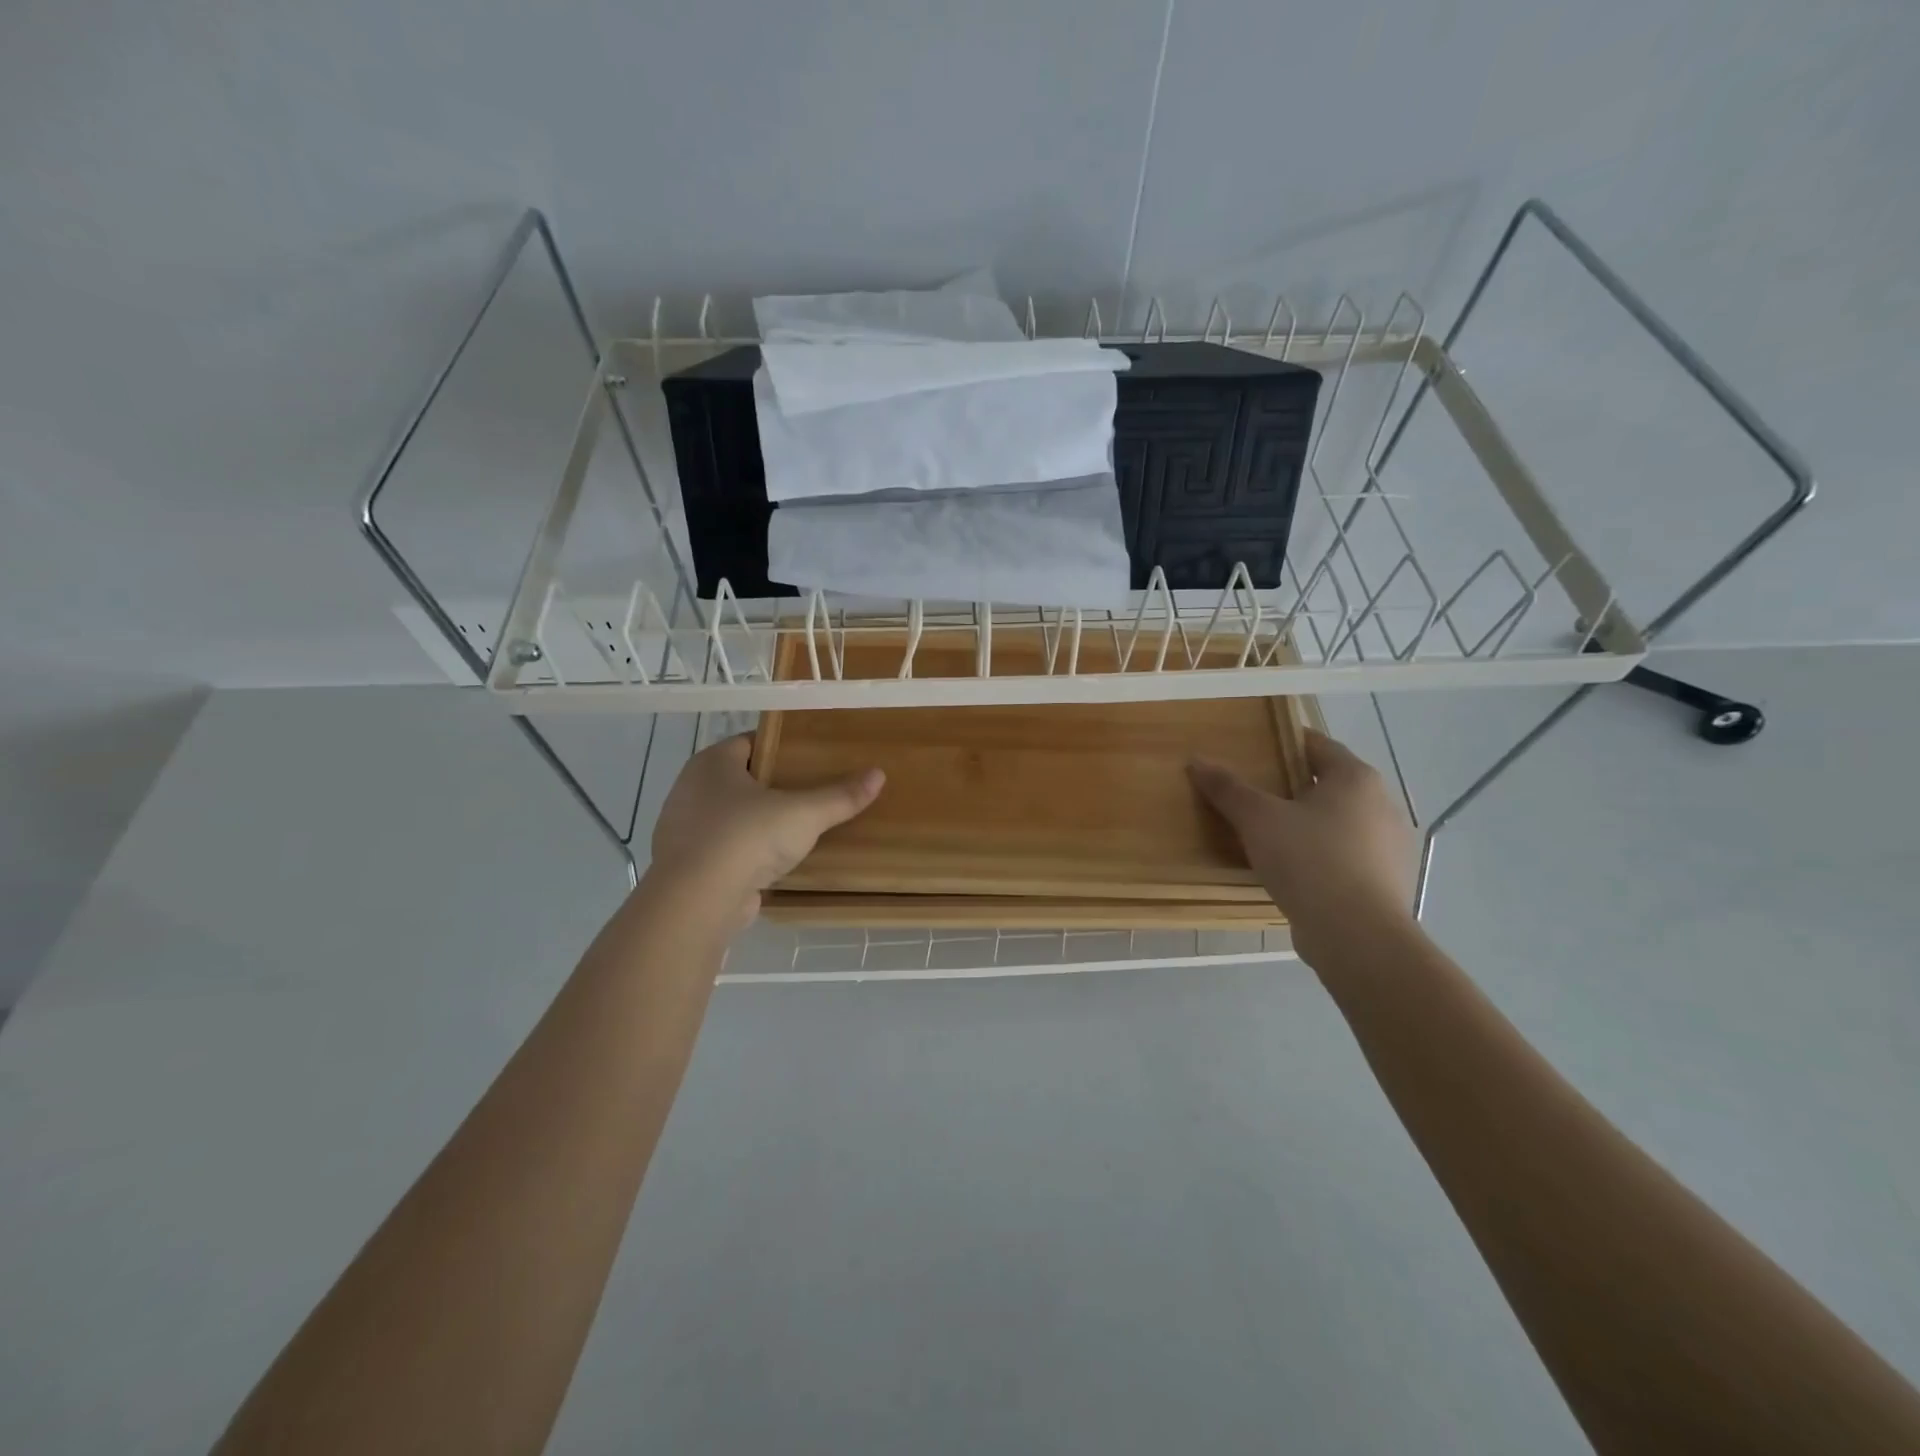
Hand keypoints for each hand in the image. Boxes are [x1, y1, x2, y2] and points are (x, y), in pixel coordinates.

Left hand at [648, 735, 883, 923]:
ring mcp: (683, 828)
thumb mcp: (804, 813)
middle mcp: (691, 788)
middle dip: (772, 785)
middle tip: (811, 791)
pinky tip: (772, 861)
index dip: (781, 747)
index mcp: (712, 763)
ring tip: (796, 828)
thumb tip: (878, 774)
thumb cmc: (747, 837)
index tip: (811, 757)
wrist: (697, 901)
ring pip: (730, 815)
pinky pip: (723, 848)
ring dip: (757, 821)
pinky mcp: (686, 864)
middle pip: (740, 778)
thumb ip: (840, 796)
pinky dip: (744, 852)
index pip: (750, 742)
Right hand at [1189, 729, 1415, 959]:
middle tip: (1256, 794)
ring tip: (1270, 836)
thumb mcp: (1258, 819)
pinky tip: (1295, 872)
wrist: (1357, 936)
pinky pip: (1347, 857)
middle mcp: (1381, 805)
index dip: (1287, 743)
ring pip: (1341, 823)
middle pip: (1331, 785)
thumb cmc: (1309, 861)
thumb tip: (1196, 760)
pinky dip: (1323, 856)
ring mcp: (1390, 847)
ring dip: (1310, 825)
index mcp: (1356, 779)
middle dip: (1296, 787)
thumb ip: (1228, 789)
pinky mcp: (1387, 883)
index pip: (1319, 745)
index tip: (1258, 749)